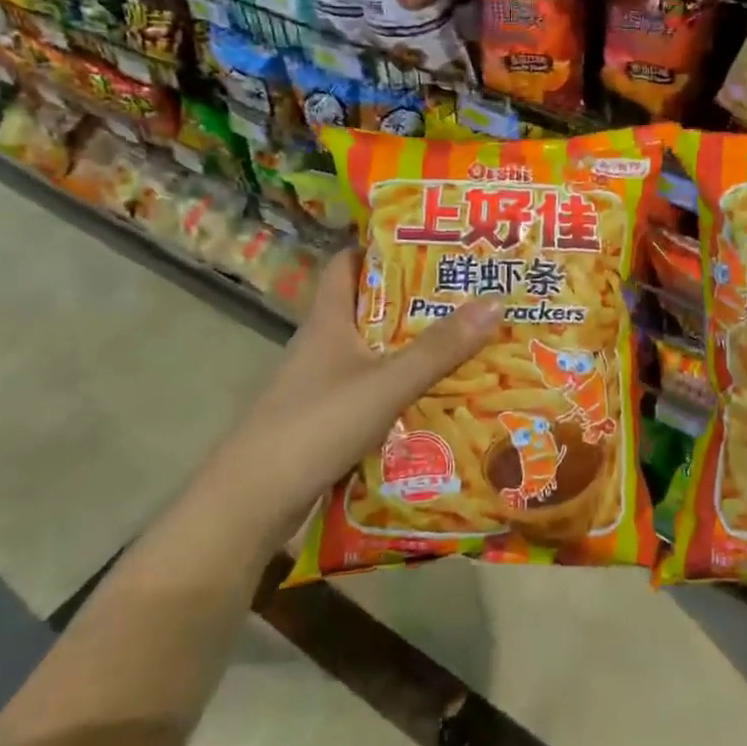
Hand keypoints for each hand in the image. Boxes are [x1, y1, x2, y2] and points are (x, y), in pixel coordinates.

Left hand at [229, 251, 503, 534]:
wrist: (251, 503)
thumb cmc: (316, 424)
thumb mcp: (386, 382)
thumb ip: (439, 348)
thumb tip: (495, 301)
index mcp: (327, 320)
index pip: (345, 264)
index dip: (378, 248)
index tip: (425, 242)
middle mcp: (321, 344)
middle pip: (368, 308)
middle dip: (413, 301)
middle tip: (464, 293)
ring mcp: (320, 384)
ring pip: (371, 352)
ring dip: (410, 347)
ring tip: (463, 341)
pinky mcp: (324, 419)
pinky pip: (370, 390)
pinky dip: (399, 387)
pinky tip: (434, 396)